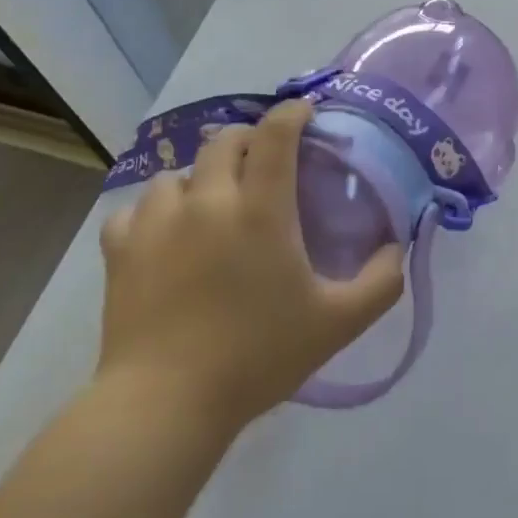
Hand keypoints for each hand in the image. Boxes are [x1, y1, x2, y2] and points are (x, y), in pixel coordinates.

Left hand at [97, 98, 405, 432]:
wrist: (165, 405)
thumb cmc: (257, 356)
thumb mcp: (339, 323)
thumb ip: (382, 280)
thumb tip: (397, 246)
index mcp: (260, 209)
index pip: (275, 134)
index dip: (292, 113)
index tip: (305, 113)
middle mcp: (206, 201)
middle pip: (224, 140)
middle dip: (249, 139)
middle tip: (267, 162)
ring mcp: (156, 223)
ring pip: (176, 172)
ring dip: (200, 177)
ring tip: (213, 202)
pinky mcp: (120, 251)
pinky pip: (135, 210)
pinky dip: (154, 212)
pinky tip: (165, 233)